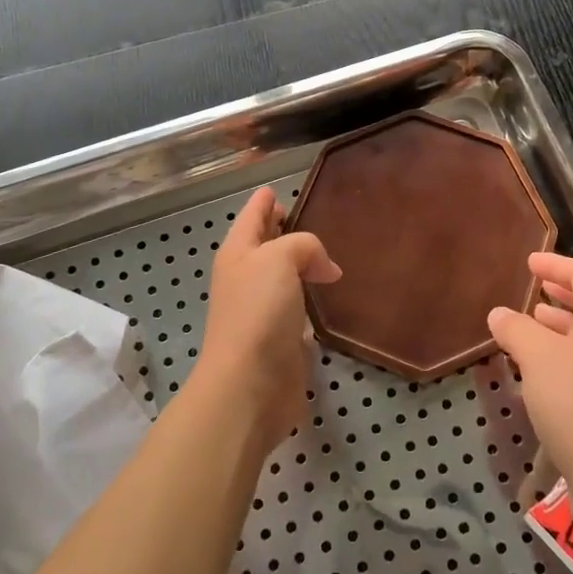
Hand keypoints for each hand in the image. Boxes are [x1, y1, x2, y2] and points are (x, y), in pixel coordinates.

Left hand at [199, 186, 340, 453]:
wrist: (249, 386)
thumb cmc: (258, 311)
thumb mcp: (279, 258)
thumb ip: (305, 245)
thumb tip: (325, 267)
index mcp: (238, 251)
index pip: (254, 213)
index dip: (268, 199)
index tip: (284, 188)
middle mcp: (247, 276)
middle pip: (267, 242)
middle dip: (287, 229)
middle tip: (321, 218)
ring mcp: (262, 309)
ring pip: (284, 275)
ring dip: (303, 265)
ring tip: (334, 256)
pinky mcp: (280, 338)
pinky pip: (298, 306)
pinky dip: (312, 298)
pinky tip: (330, 297)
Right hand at [487, 252, 572, 490]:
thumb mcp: (537, 358)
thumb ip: (515, 329)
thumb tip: (499, 314)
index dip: (556, 265)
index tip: (529, 262)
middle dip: (562, 293)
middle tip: (535, 286)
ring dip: (562, 324)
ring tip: (532, 321)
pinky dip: (567, 352)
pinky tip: (541, 365)